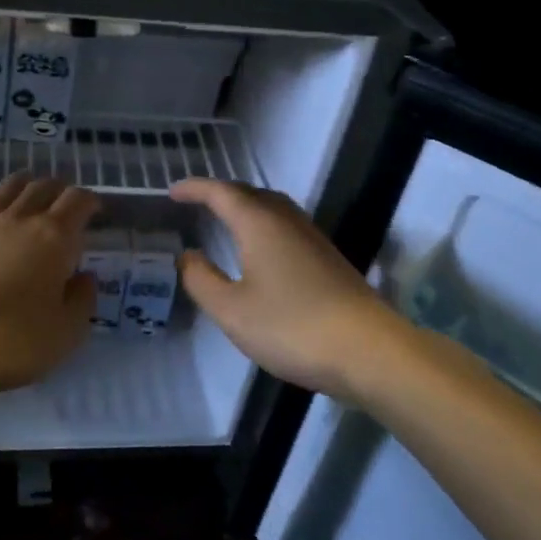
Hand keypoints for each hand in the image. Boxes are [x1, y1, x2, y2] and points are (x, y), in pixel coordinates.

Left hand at [0, 173, 98, 395]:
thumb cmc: (13, 341)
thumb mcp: (67, 332)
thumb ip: (82, 300)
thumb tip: (83, 278)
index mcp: (53, 238)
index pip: (77, 201)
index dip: (89, 201)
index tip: (93, 210)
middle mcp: (17, 219)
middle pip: (41, 188)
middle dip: (57, 190)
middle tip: (61, 203)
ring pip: (4, 189)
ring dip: (21, 187)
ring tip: (26, 194)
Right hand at [168, 178, 406, 401]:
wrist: (368, 350)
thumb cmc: (291, 327)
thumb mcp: (232, 310)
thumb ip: (201, 280)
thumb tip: (187, 255)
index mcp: (259, 224)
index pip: (221, 193)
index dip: (194, 189)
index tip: (172, 192)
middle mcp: (287, 220)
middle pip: (250, 194)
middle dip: (220, 194)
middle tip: (197, 203)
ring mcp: (313, 238)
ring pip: (273, 208)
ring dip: (246, 206)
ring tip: (226, 219)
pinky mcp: (328, 258)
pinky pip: (287, 225)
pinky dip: (264, 225)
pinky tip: (262, 250)